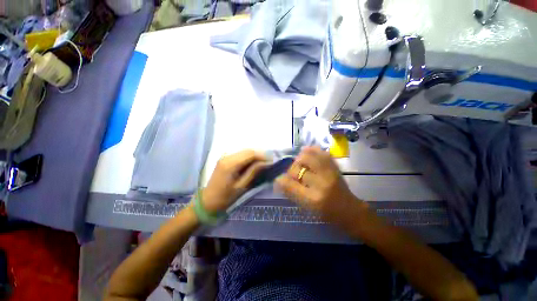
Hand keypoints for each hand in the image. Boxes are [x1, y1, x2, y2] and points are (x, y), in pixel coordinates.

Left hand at [202, 150, 266, 212]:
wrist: (208, 201)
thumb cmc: (225, 197)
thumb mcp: (242, 186)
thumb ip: (253, 172)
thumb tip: (266, 162)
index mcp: (231, 164)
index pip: (250, 154)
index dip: (263, 156)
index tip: (272, 161)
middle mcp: (227, 156)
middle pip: (247, 151)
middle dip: (260, 155)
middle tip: (269, 162)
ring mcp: (225, 157)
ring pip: (244, 152)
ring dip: (255, 156)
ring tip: (263, 163)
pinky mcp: (225, 159)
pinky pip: (240, 155)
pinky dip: (249, 157)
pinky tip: (253, 164)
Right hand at [275, 146, 361, 221]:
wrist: (349, 210)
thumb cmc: (326, 212)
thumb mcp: (307, 207)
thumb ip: (292, 193)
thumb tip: (280, 180)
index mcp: (313, 199)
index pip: (290, 185)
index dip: (282, 180)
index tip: (279, 179)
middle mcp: (321, 184)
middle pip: (298, 168)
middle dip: (292, 169)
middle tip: (293, 172)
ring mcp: (330, 173)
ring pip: (309, 156)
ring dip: (301, 158)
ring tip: (300, 162)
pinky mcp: (336, 167)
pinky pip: (321, 153)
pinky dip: (313, 150)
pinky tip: (308, 152)